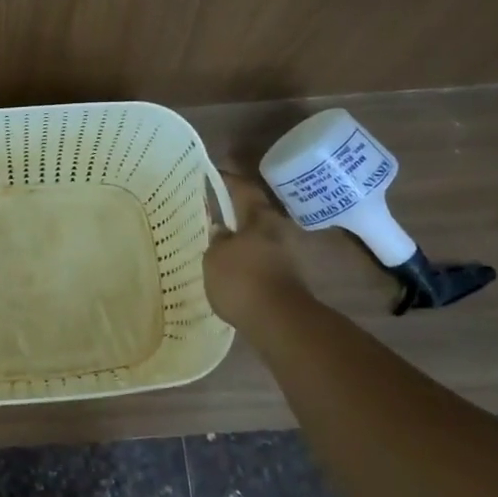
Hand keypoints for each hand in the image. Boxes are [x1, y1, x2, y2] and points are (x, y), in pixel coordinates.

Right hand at [203, 171, 313, 330]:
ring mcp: (284, 257)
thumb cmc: (242, 280)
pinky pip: (260, 261)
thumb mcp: (214, 258)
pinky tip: (230, 268)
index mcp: (259, 219)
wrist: (279, 322)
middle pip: (253, 215)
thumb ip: (216, 241)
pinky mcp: (285, 280)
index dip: (228, 180)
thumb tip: (220, 230)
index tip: (213, 174)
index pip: (243, 190)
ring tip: (217, 242)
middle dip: (234, 213)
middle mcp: (276, 232)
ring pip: (257, 239)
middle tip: (212, 212)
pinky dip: (246, 260)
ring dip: (240, 239)